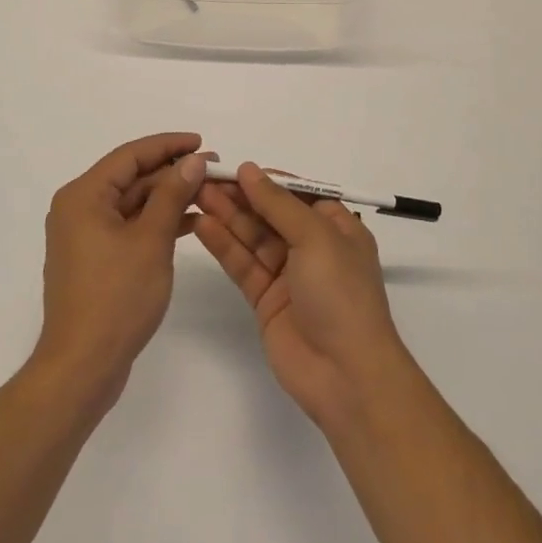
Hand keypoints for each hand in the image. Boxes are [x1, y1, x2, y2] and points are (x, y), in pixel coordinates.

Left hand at [33, 133, 207, 410]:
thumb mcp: (151, 240)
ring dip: (168, 198)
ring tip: (209, 193)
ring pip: (133, 204)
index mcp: (84, 196)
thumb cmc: (116, 297)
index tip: (201, 142)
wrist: (82, 367)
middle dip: (172, 173)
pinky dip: (157, 223)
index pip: (130, 155)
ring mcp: (85, 236)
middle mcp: (79, 208)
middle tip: (213, 169)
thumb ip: (172, 195)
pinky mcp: (95, 260)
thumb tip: (192, 160)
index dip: (168, 145)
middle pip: (131, 178)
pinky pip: (129, 227)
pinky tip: (191, 223)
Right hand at [192, 163, 414, 430]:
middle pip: (269, 213)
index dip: (265, 180)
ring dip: (226, 216)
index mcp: (335, 227)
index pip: (296, 193)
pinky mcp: (265, 299)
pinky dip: (223, 245)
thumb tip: (249, 169)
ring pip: (252, 237)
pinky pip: (242, 264)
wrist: (346, 375)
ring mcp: (287, 274)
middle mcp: (312, 247)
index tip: (232, 167)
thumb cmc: (340, 294)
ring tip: (195, 195)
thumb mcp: (316, 237)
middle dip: (239, 196)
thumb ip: (277, 204)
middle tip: (203, 179)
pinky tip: (202, 226)